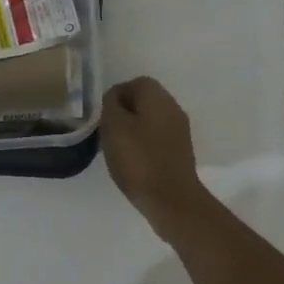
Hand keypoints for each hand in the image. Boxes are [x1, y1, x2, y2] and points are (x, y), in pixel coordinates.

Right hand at [102, 77, 212, 228]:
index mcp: (158, 97)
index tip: (103, 117)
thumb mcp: (114, 126)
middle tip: (108, 132)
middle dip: (124, 114)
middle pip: (143, 101)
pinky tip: (133, 162)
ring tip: (118, 150)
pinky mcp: (180, 152)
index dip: (115, 97)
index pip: (134, 83)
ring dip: (133, 130)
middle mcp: (173, 108)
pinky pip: (157, 139)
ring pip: (150, 121)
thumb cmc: (139, 159)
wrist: (171, 200)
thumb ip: (111, 105)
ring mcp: (180, 131)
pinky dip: (143, 145)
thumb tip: (115, 99)